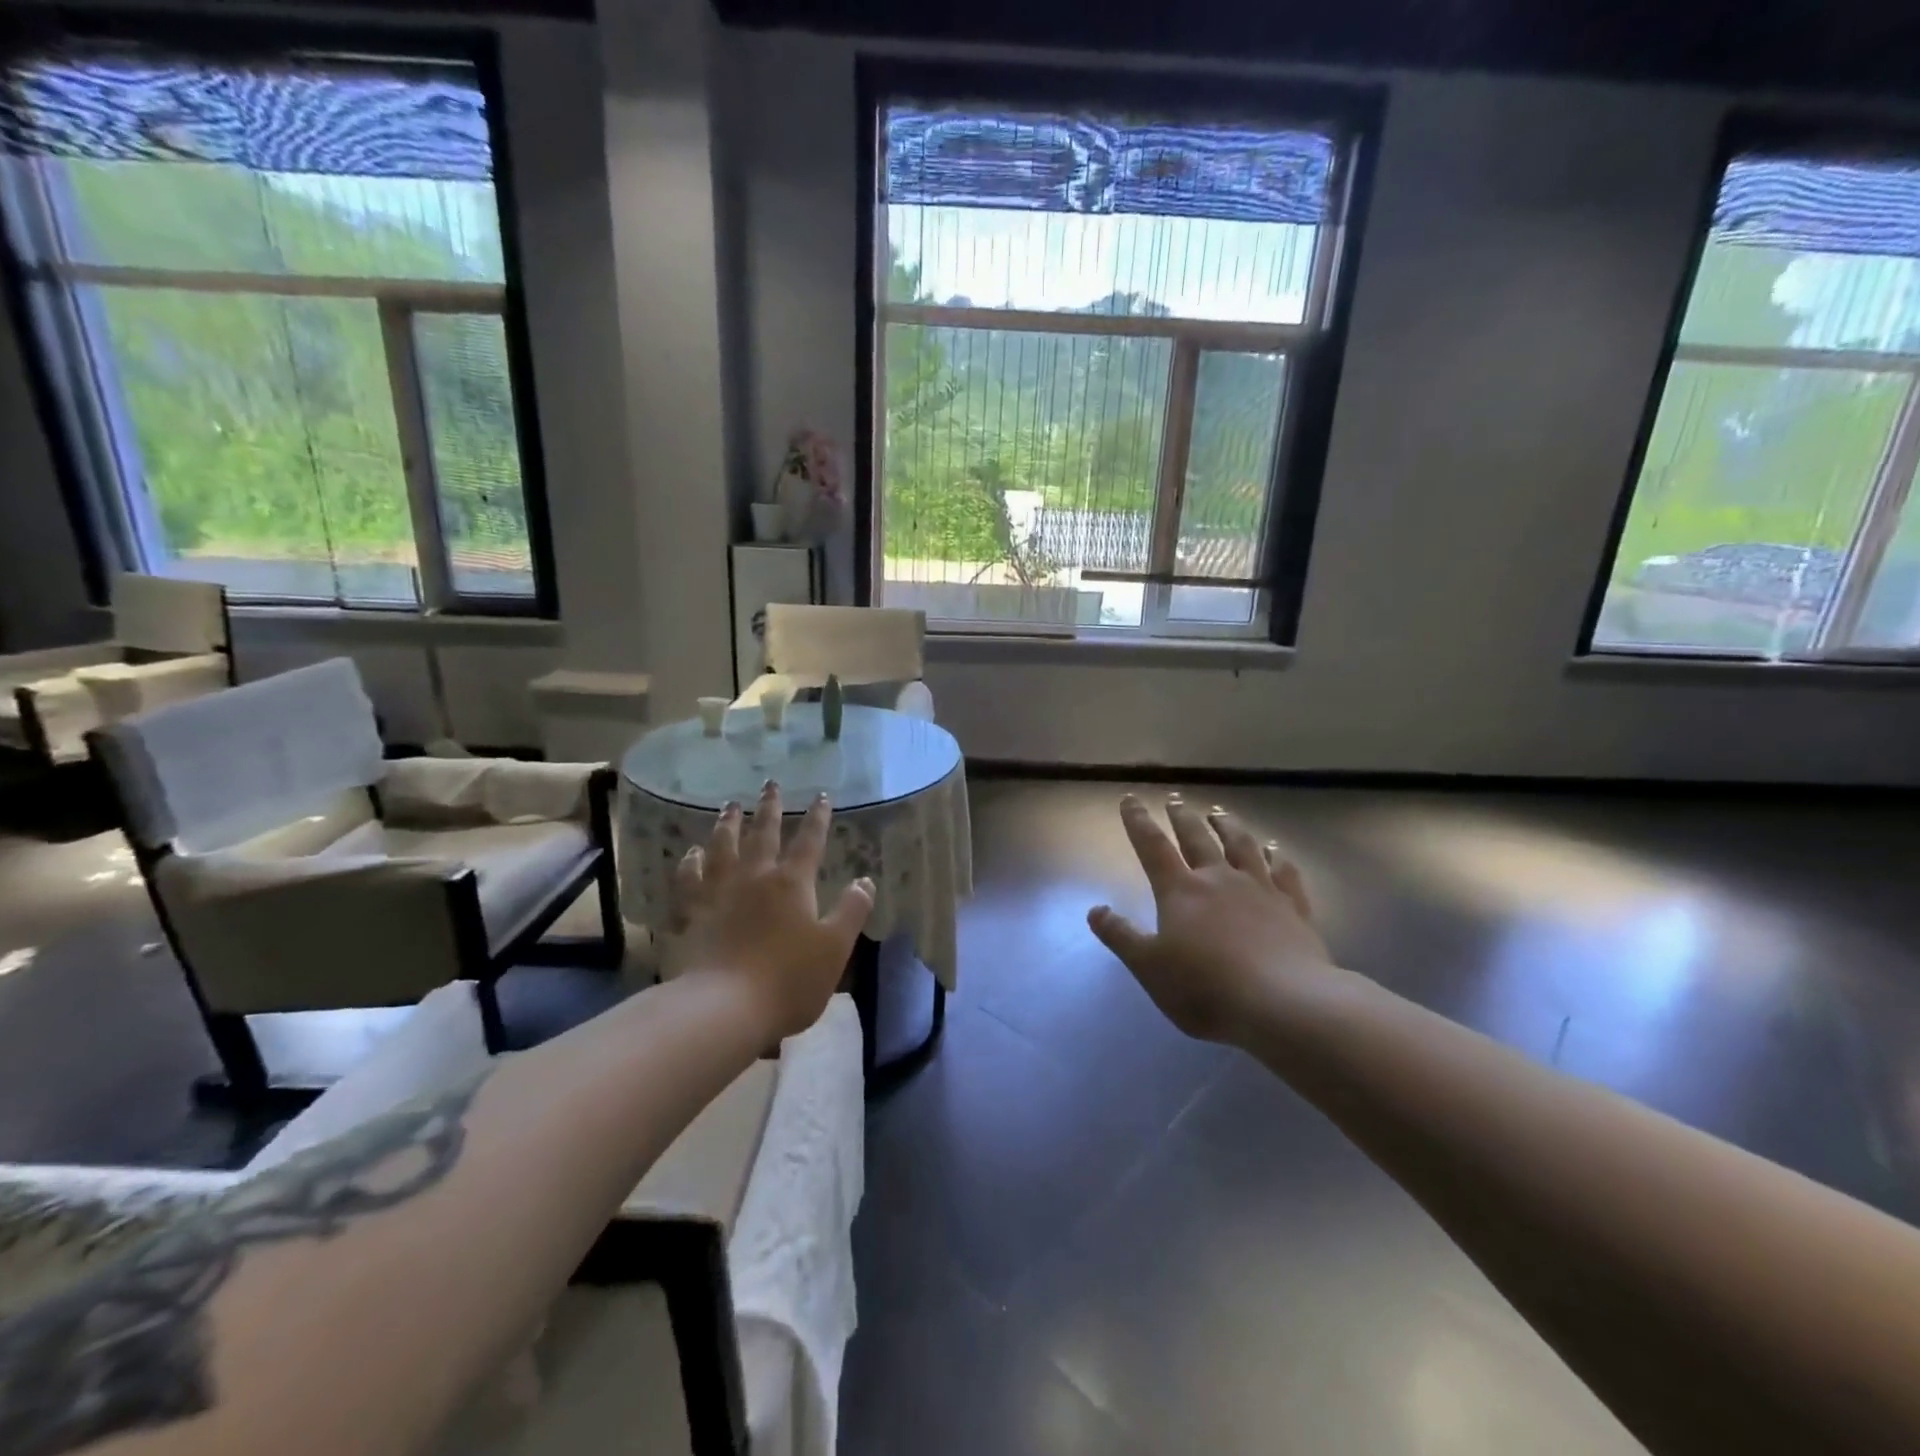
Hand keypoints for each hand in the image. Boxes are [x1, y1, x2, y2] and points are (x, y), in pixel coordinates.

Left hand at [672, 782, 873, 1040]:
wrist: (723, 1008)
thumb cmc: (788, 980)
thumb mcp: (835, 947)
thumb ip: (852, 910)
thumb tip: (865, 880)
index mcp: (792, 883)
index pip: (809, 841)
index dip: (818, 818)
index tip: (822, 795)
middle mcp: (755, 877)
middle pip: (762, 834)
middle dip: (770, 808)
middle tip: (770, 784)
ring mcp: (719, 893)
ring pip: (723, 847)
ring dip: (727, 824)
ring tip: (730, 806)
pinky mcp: (693, 913)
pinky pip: (690, 879)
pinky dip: (690, 862)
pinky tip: (691, 853)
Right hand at [1088, 794, 1334, 1044]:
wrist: (1283, 1003)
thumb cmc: (1206, 988)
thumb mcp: (1148, 967)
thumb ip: (1120, 936)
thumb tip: (1095, 910)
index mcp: (1180, 891)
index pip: (1153, 847)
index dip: (1138, 822)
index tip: (1130, 799)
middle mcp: (1219, 879)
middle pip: (1197, 838)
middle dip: (1182, 817)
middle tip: (1175, 799)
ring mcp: (1260, 890)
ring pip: (1242, 846)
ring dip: (1228, 826)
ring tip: (1220, 812)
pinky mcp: (1293, 908)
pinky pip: (1285, 872)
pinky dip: (1279, 856)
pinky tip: (1276, 849)